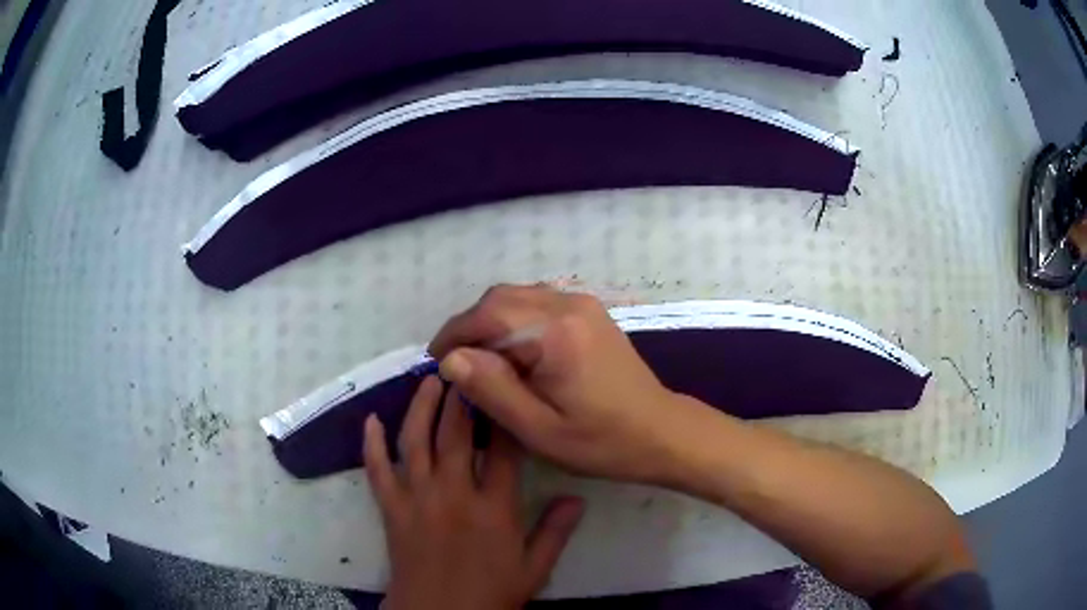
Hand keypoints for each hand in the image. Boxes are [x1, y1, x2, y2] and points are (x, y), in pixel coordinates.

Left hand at [364, 376, 584, 609]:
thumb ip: (556, 531)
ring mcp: (417, 498)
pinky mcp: (391, 509)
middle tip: (466, 365)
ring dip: (421, 407)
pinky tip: (370, 420)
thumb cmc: (490, 594)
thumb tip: (577, 497)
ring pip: (416, 441)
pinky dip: (371, 444)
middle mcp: (454, 493)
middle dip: (462, 395)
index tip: (509, 387)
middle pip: (457, 433)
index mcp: (494, 508)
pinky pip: (377, 470)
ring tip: (430, 380)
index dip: (506, 415)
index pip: (504, 450)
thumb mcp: (534, 568)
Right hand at [429, 285, 709, 484]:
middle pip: (500, 298)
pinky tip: (514, 352)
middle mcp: (568, 304)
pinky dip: (514, 320)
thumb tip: (451, 358)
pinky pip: (538, 302)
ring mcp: (582, 304)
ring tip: (481, 360)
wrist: (659, 431)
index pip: (487, 315)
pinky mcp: (589, 311)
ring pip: (517, 296)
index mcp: (555, 333)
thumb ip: (492, 389)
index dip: (454, 334)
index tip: (437, 362)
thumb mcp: (538, 429)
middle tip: (457, 364)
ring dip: (491, 322)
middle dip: (470, 326)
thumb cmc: (600, 441)